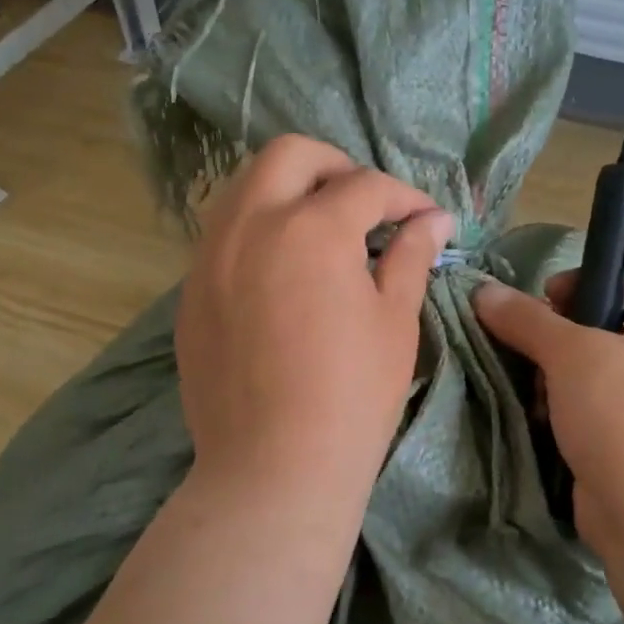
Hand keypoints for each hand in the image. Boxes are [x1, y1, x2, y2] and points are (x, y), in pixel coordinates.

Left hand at [176, 135, 452, 511]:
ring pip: (244, 188)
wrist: (273, 467)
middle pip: (289, 156)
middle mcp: (250, 225)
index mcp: (310, 228)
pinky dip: (257, 231)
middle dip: (336, 166)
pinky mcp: (189, 293)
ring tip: (322, 232)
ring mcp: (209, 257)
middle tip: (365, 204)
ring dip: (288, 192)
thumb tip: (433, 220)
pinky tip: (282, 273)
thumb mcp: (394, 321)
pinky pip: (223, 236)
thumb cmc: (351, 396)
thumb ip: (410, 256)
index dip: (404, 198)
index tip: (426, 220)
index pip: (364, 186)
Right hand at [473, 272, 623, 551]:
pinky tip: (538, 425)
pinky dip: (559, 419)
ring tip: (533, 397)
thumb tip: (484, 291)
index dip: (586, 283)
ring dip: (551, 384)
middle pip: (600, 335)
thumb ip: (526, 319)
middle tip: (527, 352)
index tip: (543, 297)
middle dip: (555, 343)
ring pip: (586, 381)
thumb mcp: (571, 351)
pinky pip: (584, 420)